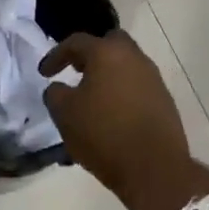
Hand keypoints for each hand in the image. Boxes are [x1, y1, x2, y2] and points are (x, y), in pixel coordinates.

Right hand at [39, 31, 190, 194]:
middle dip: (90, 54)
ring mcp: (154, 79)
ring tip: (91, 96)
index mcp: (107, 53)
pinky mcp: (164, 101)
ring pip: (126, 65)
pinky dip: (121, 92)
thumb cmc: (103, 134)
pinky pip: (137, 86)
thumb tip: (59, 88)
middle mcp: (135, 58)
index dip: (56, 55)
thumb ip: (55, 93)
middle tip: (75, 71)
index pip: (76, 42)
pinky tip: (111, 113)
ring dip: (107, 75)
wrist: (154, 167)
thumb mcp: (64, 114)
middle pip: (109, 44)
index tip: (44, 73)